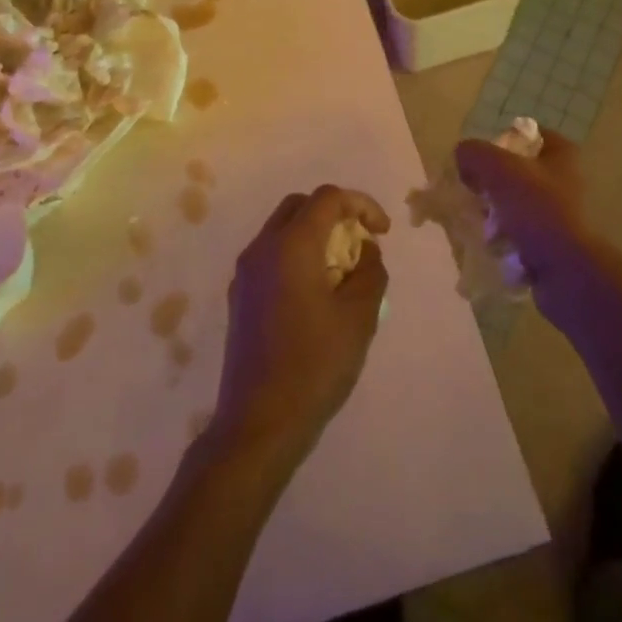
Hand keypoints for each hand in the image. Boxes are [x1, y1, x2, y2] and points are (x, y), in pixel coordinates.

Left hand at [210, 186, 390, 468]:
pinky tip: (315, 295)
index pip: (328, 197)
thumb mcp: (360, 317)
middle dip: (335, 214)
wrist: (259, 423)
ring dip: (315, 236)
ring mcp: (245, 272)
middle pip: (301, 206)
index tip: (382, 234)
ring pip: (282, 230)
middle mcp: (262, 247)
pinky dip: (296, 256)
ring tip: (342, 272)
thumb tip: (366, 251)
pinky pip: (271, 256)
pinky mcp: (239, 296)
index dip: (361, 205)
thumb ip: (370, 272)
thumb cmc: (314, 365)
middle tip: (359, 244)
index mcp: (291, 244)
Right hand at [452, 129, 591, 288]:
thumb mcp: (498, 168)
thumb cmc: (537, 209)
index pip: (525, 135)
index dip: (499, 143)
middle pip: (515, 172)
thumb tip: (462, 157)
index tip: (480, 162)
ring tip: (482, 226)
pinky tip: (493, 247)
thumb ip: (473, 153)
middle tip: (475, 195)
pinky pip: (519, 235)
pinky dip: (504, 239)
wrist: (567, 272)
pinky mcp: (554, 245)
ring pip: (514, 205)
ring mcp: (561, 215)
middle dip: (491, 184)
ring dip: (494, 215)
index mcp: (561, 155)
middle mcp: (565, 181)